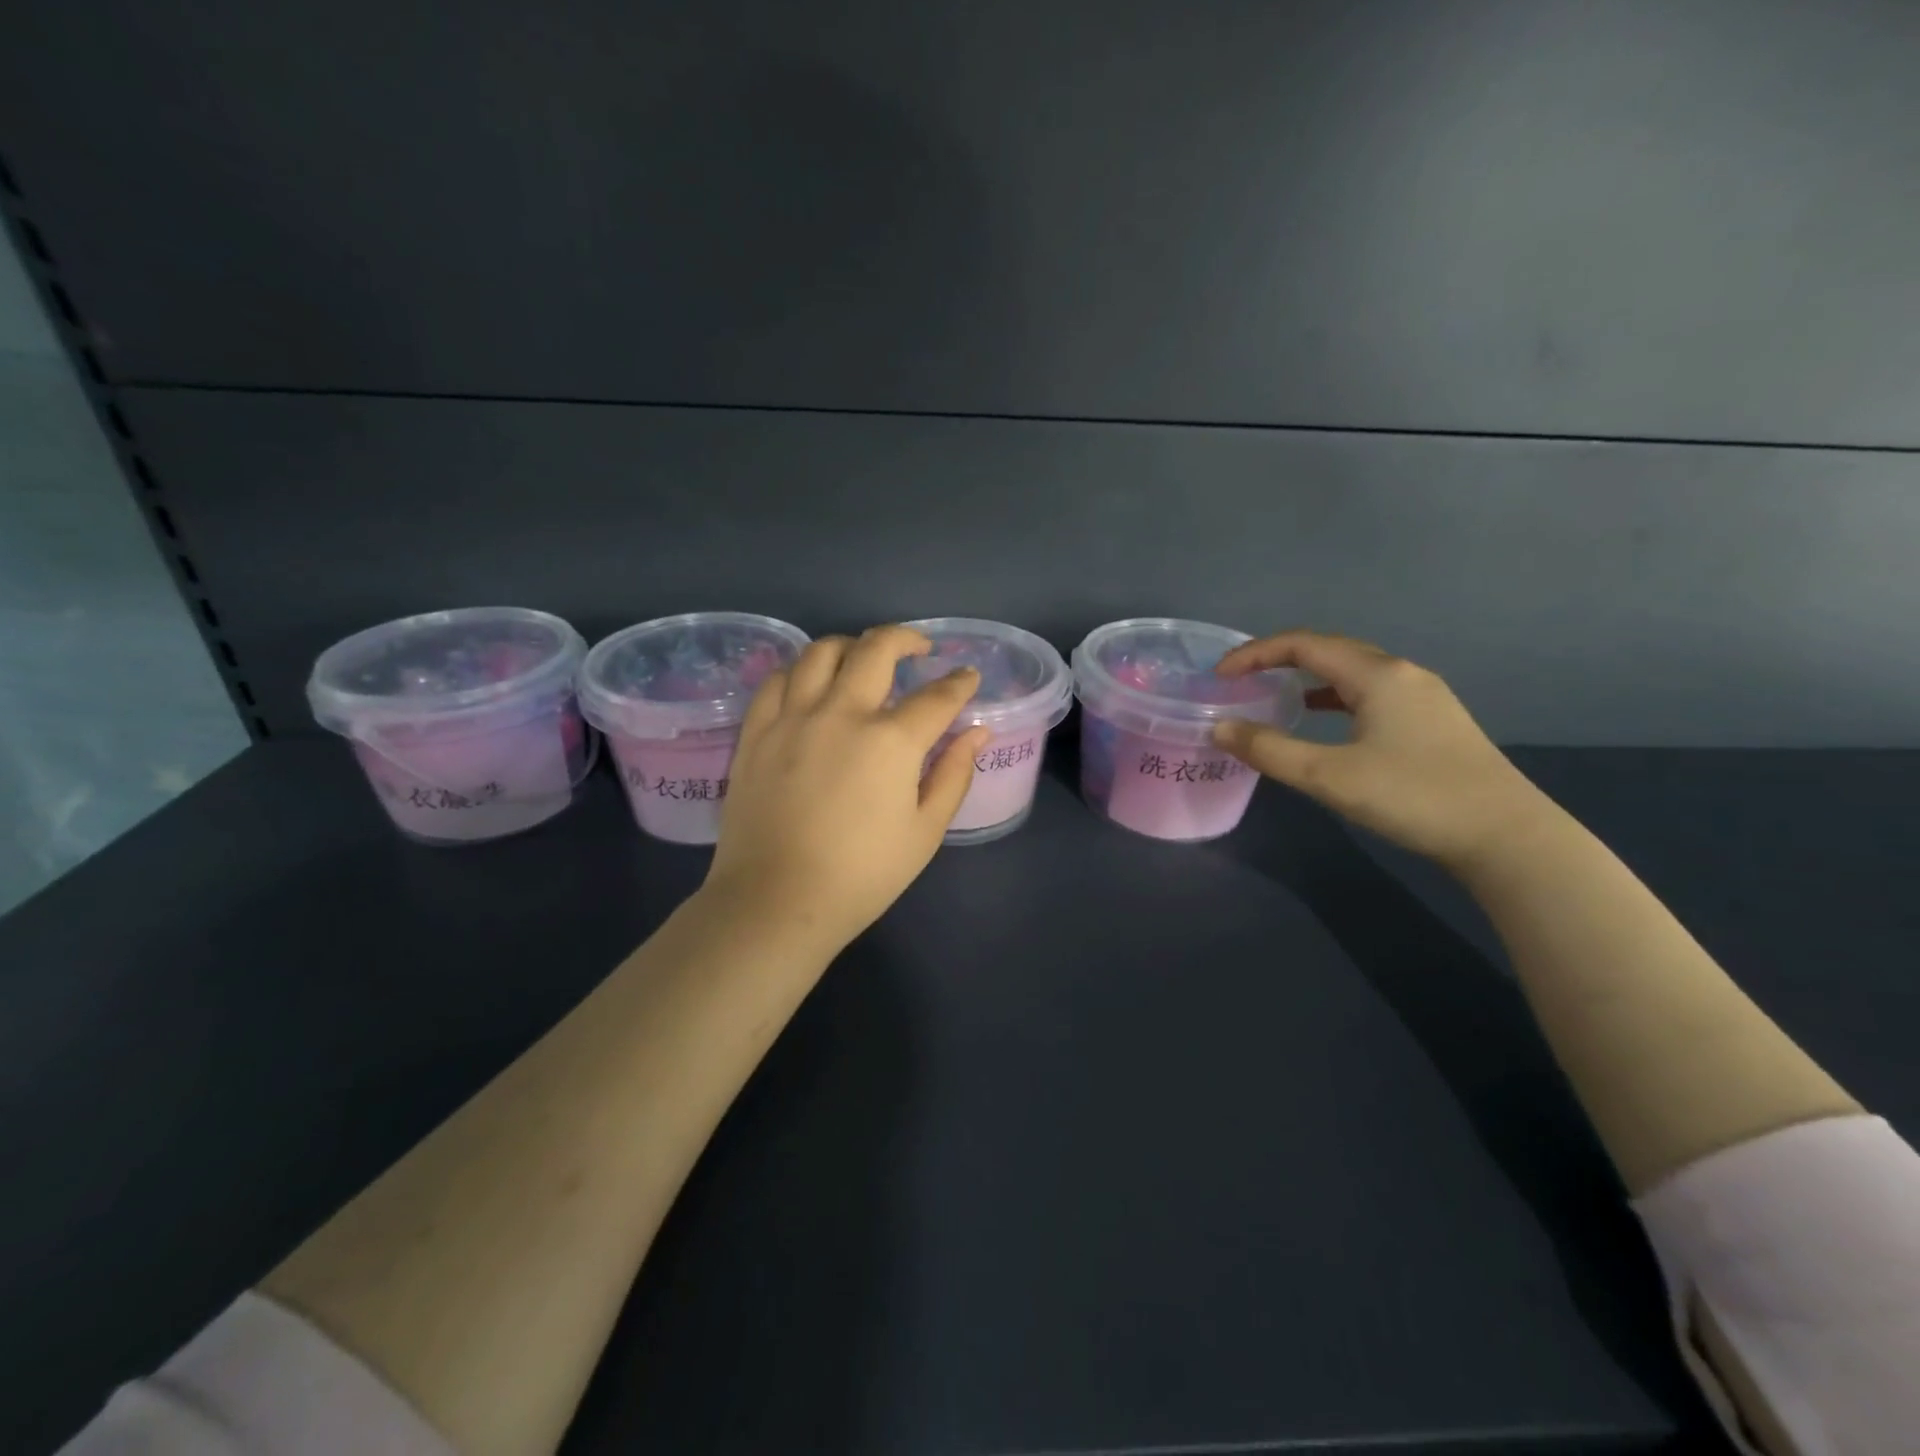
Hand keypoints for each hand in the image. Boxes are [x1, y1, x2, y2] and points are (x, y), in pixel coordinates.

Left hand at [703, 625, 988, 951]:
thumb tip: (977, 733)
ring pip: (821, 652)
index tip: (967, 678)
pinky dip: (801, 670)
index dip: (959, 683)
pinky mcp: (756, 731)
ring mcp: (793, 717)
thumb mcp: (925, 832)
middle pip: (877, 649)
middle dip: (907, 638)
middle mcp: (842, 713)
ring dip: (851, 645)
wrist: (777, 902)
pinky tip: (811, 682)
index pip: (936, 696)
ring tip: (862, 658)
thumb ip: (954, 775)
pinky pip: (778, 679)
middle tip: (919, 648)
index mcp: (891, 741)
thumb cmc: (862, 875)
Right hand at [1211, 631, 1554, 871]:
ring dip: (1308, 678)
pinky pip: (1370, 694)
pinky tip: (1325, 723)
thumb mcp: (1329, 776)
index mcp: (1377, 675)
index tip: (1220, 675)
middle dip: (1279, 659)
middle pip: (1329, 650)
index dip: (1255, 653)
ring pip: (1352, 672)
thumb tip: (1219, 728)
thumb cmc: (1413, 796)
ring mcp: (1424, 697)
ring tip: (1274, 697)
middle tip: (1242, 681)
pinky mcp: (1433, 722)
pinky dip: (1335, 698)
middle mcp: (1402, 674)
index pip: (1302, 644)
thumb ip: (1269, 750)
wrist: (1507, 837)